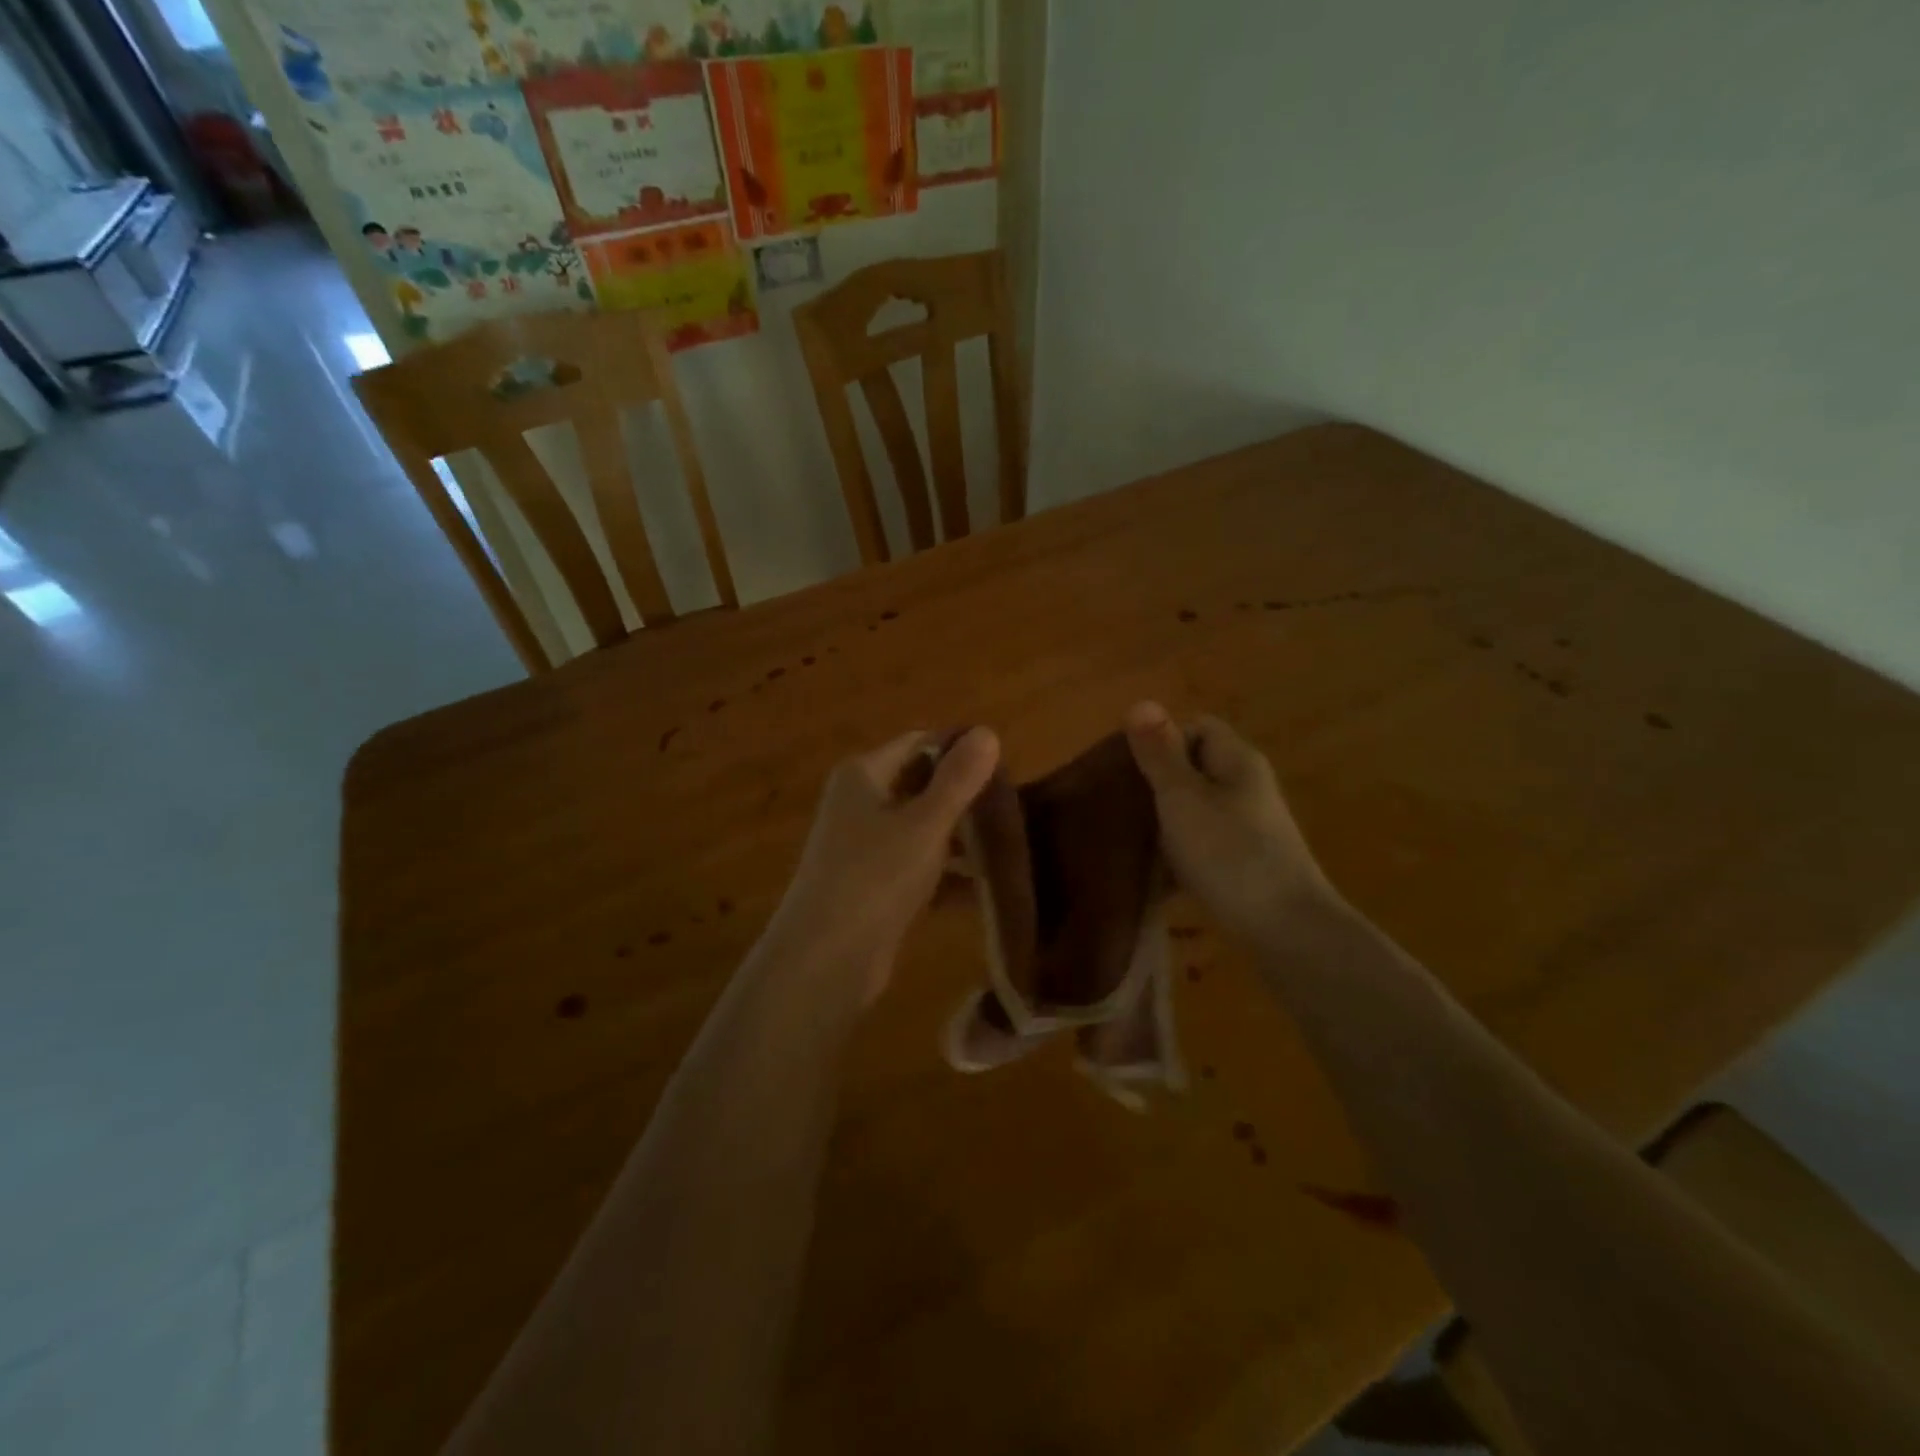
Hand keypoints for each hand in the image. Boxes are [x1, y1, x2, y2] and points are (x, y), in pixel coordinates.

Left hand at [771, 726, 999, 1003]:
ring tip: (1012, 849)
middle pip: (923, 785)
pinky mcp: (875, 884)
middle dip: (967, 798)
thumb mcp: (924, 825)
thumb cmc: (874, 879)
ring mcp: (866, 846)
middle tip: (1015, 812)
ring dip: (963, 839)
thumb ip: (958, 779)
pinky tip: (988, 889)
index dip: (962, 752)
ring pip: (925, 829)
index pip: (921, 744)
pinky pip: (920, 866)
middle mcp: (861, 802)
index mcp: (864, 775)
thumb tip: (987, 731)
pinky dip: (949, 874)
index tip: (1008, 772)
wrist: (823, 962)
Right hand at [1124, 702, 1335, 947]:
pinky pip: (1203, 845)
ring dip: (1165, 822)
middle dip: (1156, 783)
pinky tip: (1156, 875)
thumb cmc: (1230, 854)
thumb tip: (1141, 701)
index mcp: (1236, 761)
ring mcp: (1249, 827)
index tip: (1128, 768)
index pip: (1196, 727)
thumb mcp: (1183, 798)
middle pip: (1194, 769)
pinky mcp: (1246, 863)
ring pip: (1196, 810)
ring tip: (1130, 840)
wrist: (1287, 931)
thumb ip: (1159, 754)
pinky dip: (1180, 854)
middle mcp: (1247, 787)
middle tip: (1120, 805)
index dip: (1161, 739)